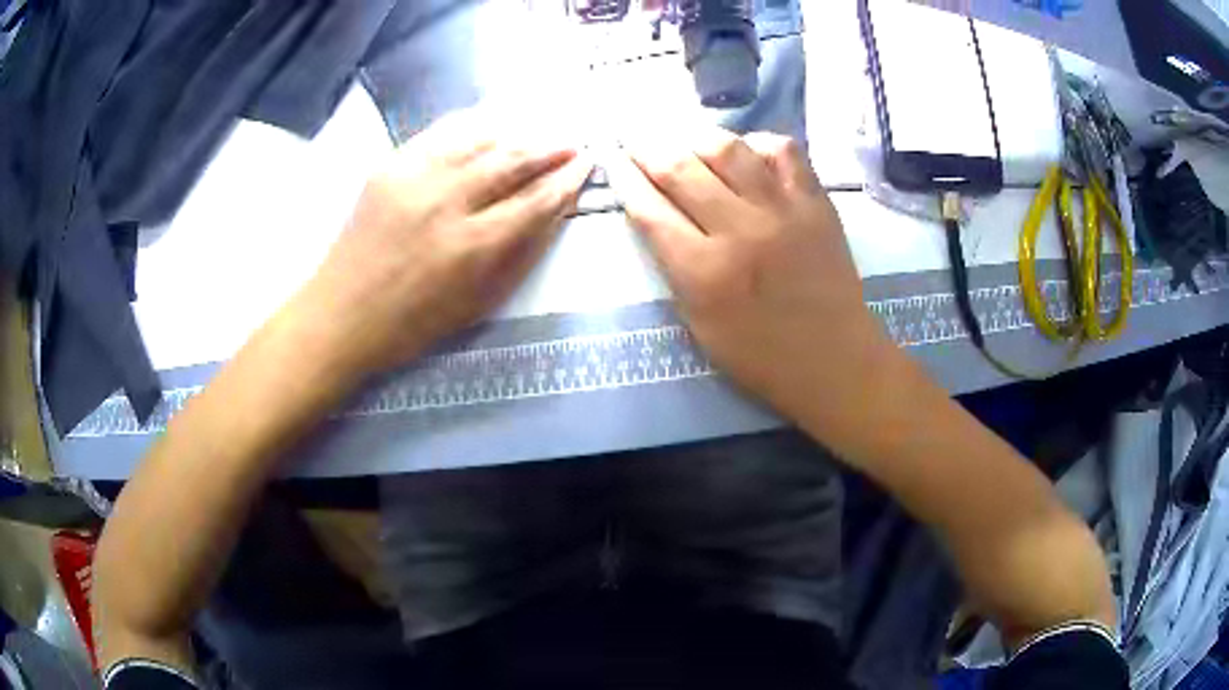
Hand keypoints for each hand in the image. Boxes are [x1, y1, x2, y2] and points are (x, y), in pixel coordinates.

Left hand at [294, 110, 591, 378]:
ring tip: (538, 134)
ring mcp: (414, 177)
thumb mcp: (476, 303)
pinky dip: (472, 126)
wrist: (341, 313)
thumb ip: (518, 255)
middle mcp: (445, 201)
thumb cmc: (412, 323)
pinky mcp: (390, 166)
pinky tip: (490, 124)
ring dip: (516, 134)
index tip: (586, 167)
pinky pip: (440, 133)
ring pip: (479, 139)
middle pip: (511, 161)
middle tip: (572, 145)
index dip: (566, 182)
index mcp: (471, 246)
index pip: (534, 201)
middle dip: (549, 149)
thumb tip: (552, 213)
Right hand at [611, 128, 892, 426]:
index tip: (614, 160)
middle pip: (681, 169)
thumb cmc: (761, 356)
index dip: (625, 179)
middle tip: (637, 141)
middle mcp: (740, 231)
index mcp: (704, 273)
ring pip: (728, 149)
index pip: (651, 210)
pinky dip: (756, 143)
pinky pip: (783, 151)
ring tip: (684, 140)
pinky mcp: (816, 202)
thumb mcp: (699, 324)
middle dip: (649, 149)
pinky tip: (744, 152)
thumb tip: (655, 216)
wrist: (835, 360)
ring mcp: (783, 211)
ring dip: (695, 138)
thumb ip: (674, 268)